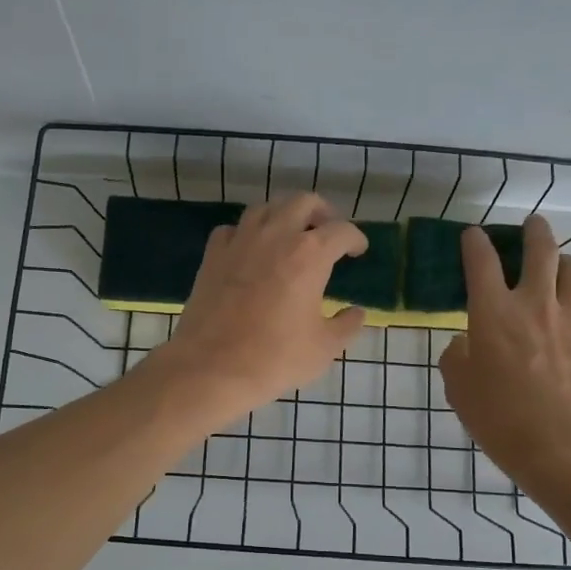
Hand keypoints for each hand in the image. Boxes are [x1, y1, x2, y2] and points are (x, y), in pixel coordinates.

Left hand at [152, 193, 367, 427]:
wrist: (212, 367)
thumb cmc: (275, 358)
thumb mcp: (324, 348)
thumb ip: (347, 325)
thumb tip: (357, 313)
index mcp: (310, 254)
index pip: (342, 231)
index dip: (356, 239)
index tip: (358, 251)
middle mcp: (276, 235)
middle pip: (303, 202)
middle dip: (322, 212)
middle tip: (327, 231)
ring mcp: (240, 241)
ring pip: (266, 208)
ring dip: (283, 215)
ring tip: (290, 234)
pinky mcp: (212, 255)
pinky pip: (232, 229)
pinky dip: (246, 233)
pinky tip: (250, 250)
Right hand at [438, 215, 570, 480]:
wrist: (562, 445)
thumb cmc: (500, 418)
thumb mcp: (459, 389)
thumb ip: (457, 357)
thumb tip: (465, 343)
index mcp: (493, 311)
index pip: (482, 260)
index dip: (475, 242)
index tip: (473, 235)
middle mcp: (535, 302)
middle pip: (540, 249)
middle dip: (534, 231)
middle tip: (532, 225)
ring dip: (564, 261)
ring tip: (560, 266)